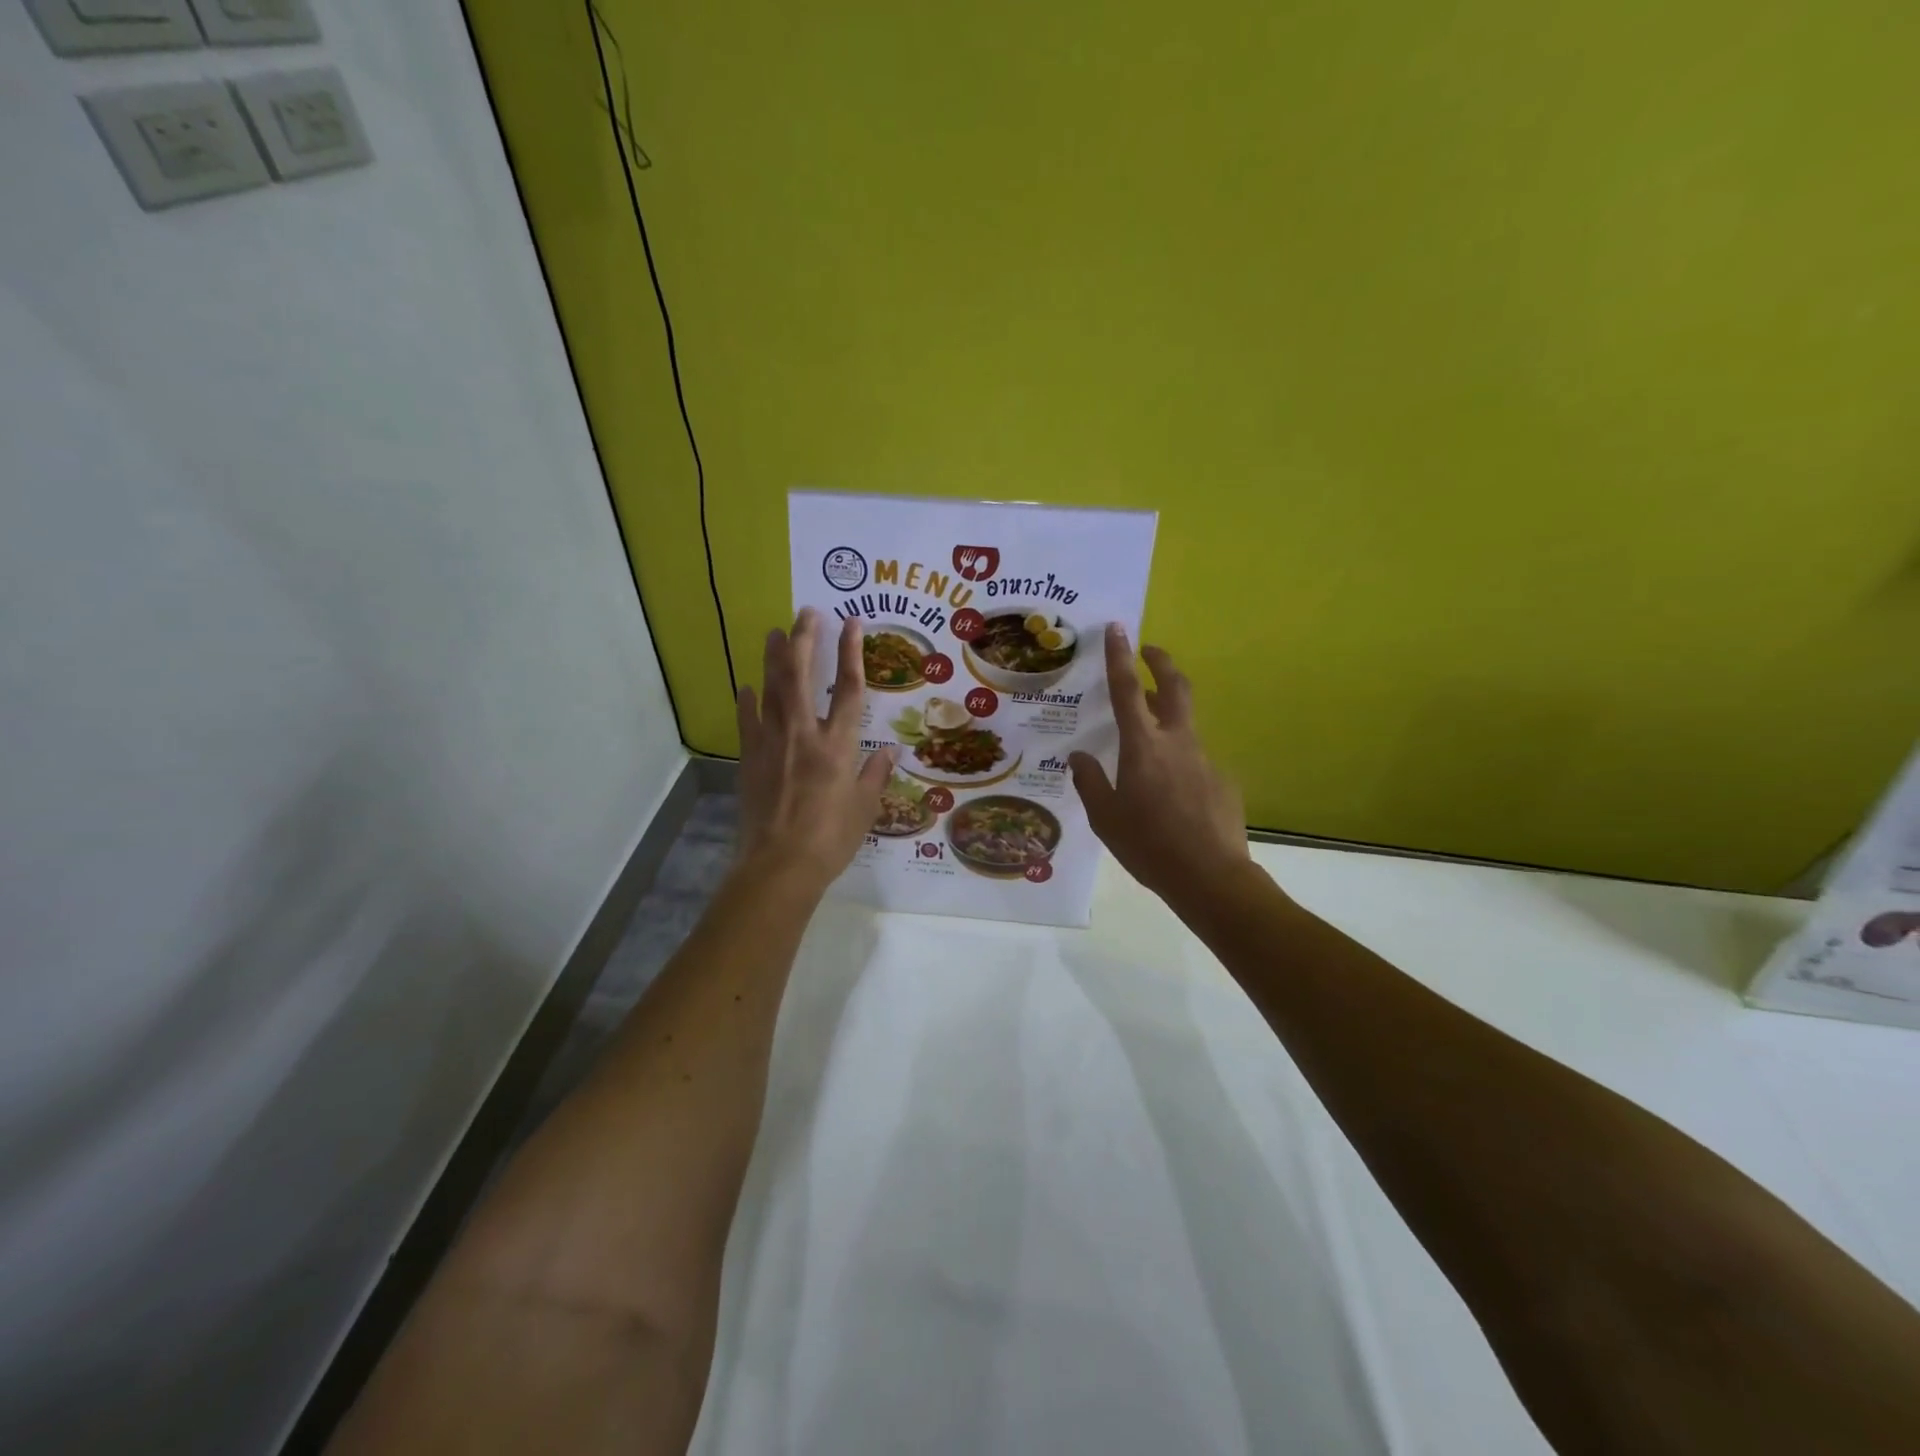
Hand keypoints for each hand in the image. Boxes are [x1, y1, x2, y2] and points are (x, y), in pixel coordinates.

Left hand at [736, 609, 892, 891]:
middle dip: (806, 640)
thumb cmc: (830, 839)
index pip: (850, 689)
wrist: (779, 865)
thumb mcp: (865, 809)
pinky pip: (747, 722)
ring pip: (772, 690)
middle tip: (807, 612)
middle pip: (803, 676)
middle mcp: (804, 735)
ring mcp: (772, 744)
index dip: (853, 653)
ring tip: (774, 632)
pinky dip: (748, 702)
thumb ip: (876, 776)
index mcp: (838, 746)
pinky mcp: (749, 759)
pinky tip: (747, 687)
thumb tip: (889, 752)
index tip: (852, 623)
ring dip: (774, 659)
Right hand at [1069, 627, 1249, 903]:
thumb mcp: (1106, 818)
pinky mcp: (1222, 780)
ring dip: (1168, 713)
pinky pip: (1195, 760)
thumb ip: (1091, 782)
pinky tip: (1172, 793)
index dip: (1119, 657)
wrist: (1211, 878)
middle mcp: (1177, 742)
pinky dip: (1180, 761)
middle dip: (1161, 662)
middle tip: (1149, 650)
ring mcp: (1204, 759)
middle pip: (1174, 687)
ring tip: (1148, 733)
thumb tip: (1080, 758)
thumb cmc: (1149, 846)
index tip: (1118, 628)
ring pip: (1186, 723)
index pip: (1127, 690)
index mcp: (1143, 747)